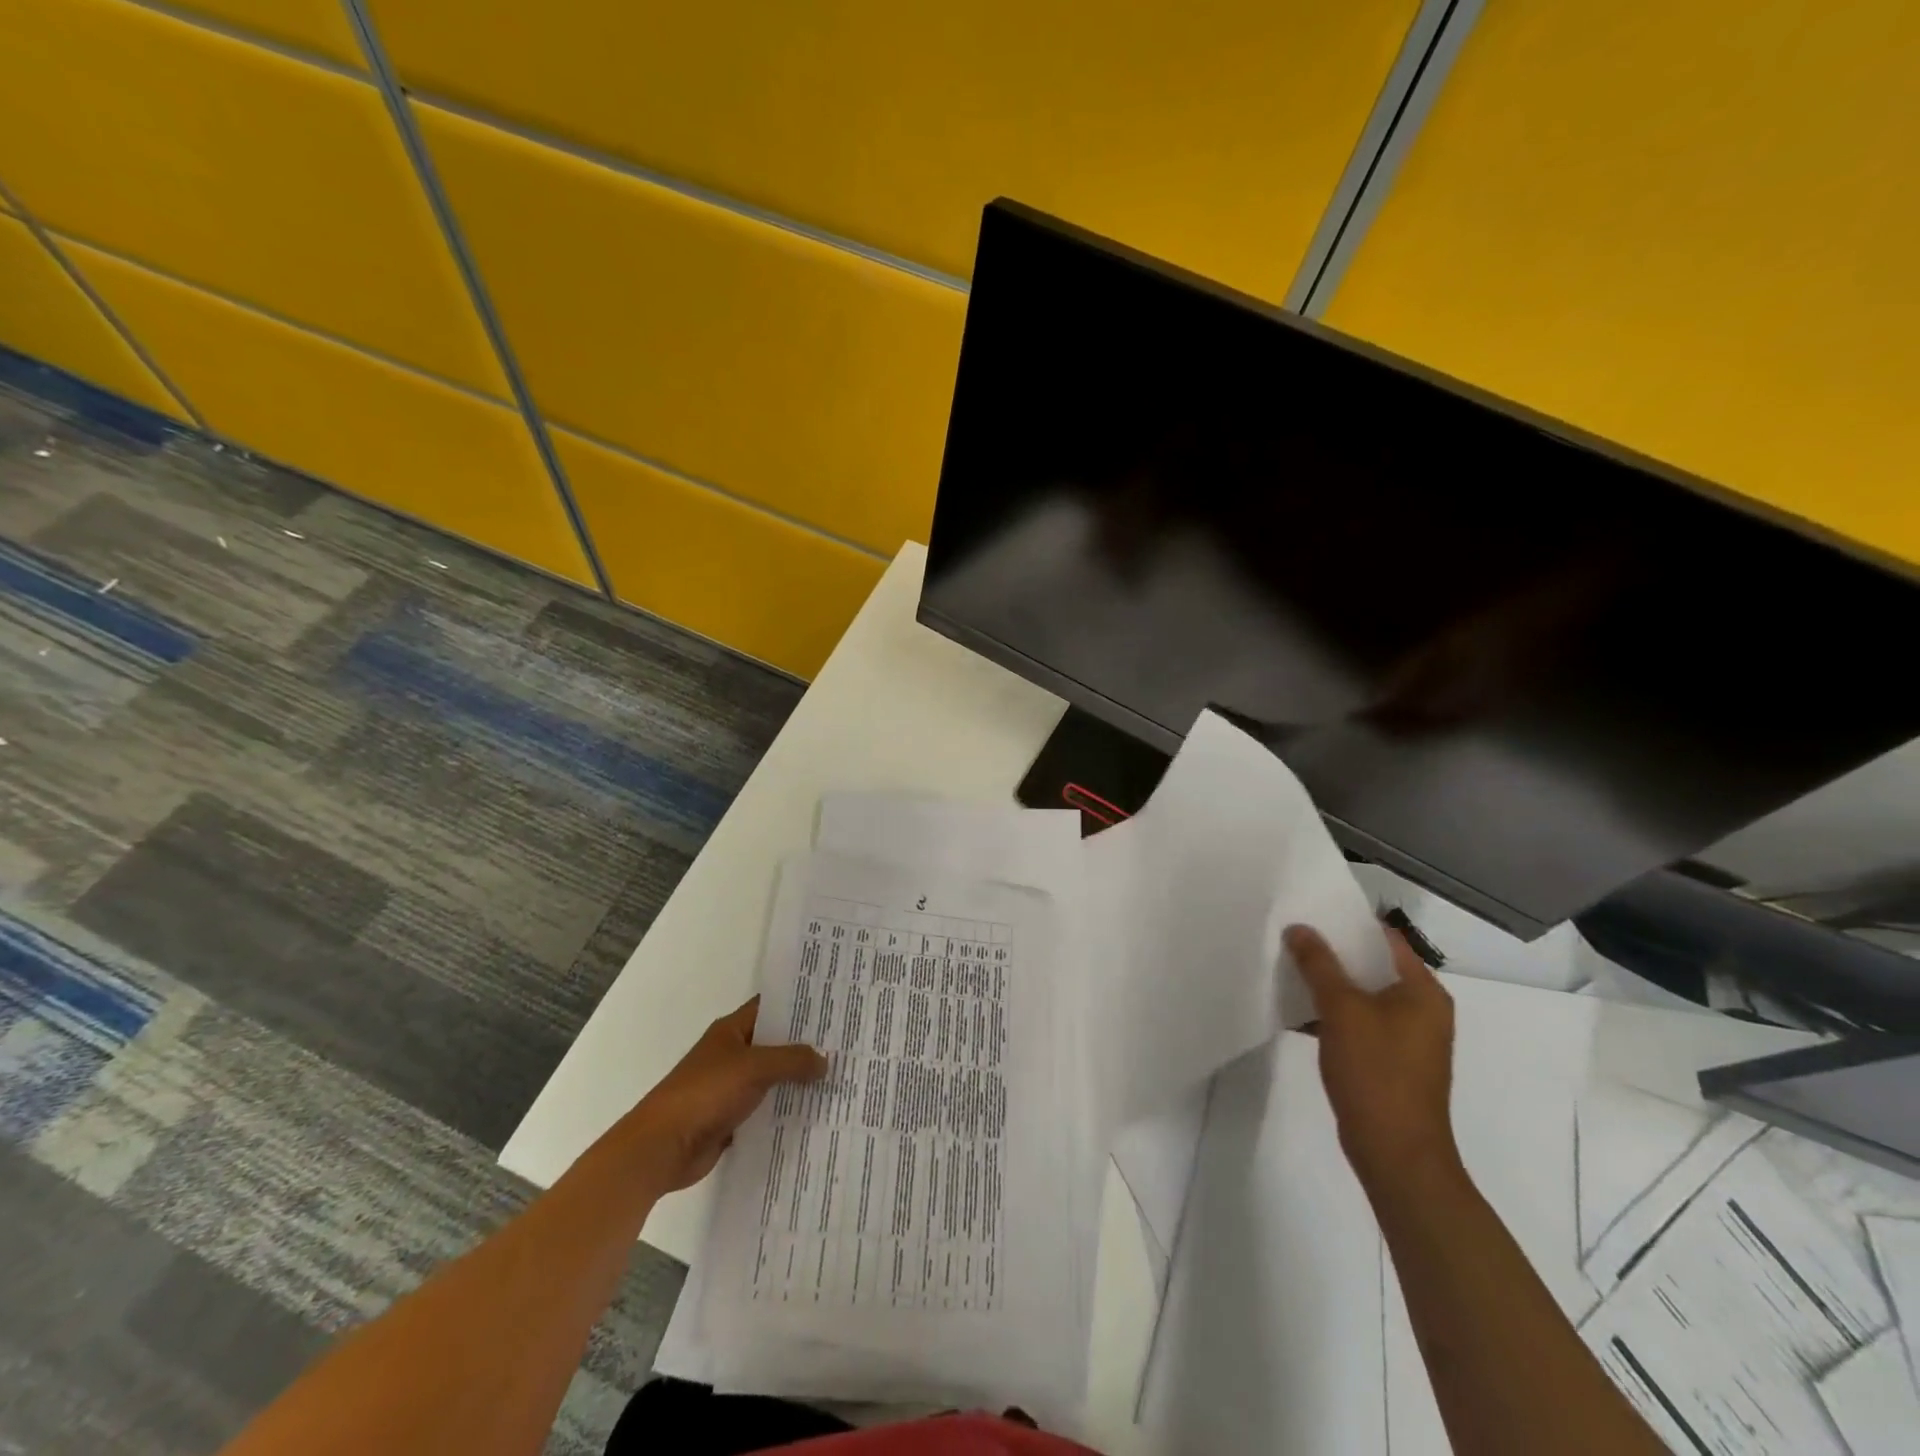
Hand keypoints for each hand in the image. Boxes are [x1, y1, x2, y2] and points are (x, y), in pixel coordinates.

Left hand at [611, 999, 826, 1193]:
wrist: (662, 1147)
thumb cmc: (705, 1093)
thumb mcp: (754, 1067)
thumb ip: (792, 1060)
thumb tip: (825, 1061)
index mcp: (731, 1030)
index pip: (770, 1007)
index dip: (798, 1005)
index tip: (832, 1005)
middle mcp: (732, 1054)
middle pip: (774, 1043)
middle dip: (805, 1045)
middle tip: (845, 1043)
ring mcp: (730, 1087)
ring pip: (772, 1078)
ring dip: (798, 1080)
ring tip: (838, 1077)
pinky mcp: (730, 1119)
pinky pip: (766, 1109)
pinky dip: (785, 1110)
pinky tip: (814, 1113)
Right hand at [1286, 924, 1459, 1192]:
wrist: (1396, 1154)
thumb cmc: (1376, 1073)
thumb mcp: (1342, 1010)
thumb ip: (1319, 964)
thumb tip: (1299, 928)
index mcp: (1423, 992)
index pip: (1385, 939)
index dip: (1347, 922)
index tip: (1309, 912)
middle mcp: (1422, 1010)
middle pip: (1372, 966)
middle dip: (1331, 953)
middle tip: (1290, 937)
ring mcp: (1407, 1038)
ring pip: (1362, 996)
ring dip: (1328, 984)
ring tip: (1286, 968)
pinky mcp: (1389, 1061)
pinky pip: (1358, 1022)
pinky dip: (1332, 1014)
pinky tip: (1296, 1011)